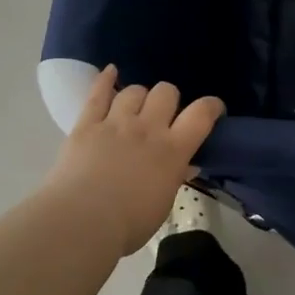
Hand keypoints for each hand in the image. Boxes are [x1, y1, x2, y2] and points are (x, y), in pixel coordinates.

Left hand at [41, 65, 224, 255]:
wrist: (82, 222)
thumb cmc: (128, 223)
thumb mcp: (163, 204)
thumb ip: (174, 177)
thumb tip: (185, 164)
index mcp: (173, 150)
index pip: (201, 114)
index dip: (211, 106)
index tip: (213, 110)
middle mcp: (147, 128)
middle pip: (166, 92)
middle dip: (169, 100)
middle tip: (164, 116)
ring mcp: (115, 122)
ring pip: (134, 90)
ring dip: (139, 96)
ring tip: (135, 108)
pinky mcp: (87, 124)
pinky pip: (97, 94)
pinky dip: (105, 79)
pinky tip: (111, 71)